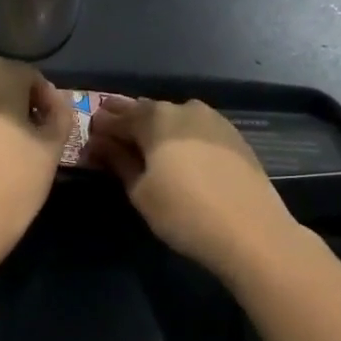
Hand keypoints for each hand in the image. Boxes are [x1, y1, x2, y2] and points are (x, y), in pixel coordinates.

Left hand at [0, 58, 75, 258]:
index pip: (30, 76)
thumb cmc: (18, 179)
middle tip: (31, 132)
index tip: (52, 125)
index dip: (45, 99)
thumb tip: (54, 102)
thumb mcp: (53, 145)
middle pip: (0, 81)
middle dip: (17, 100)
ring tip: (5, 141)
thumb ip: (60, 113)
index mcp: (0, 75)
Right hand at [84, 97, 299, 280]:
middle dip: (127, 122)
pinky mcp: (233, 136)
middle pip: (147, 111)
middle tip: (110, 136)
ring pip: (173, 118)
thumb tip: (99, 143)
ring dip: (154, 127)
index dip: (101, 127)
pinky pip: (195, 128)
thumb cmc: (183, 213)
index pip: (118, 117)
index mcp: (155, 119)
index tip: (89, 137)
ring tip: (142, 145)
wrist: (251, 231)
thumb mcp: (140, 191)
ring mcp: (213, 120)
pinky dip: (179, 135)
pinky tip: (176, 152)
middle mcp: (184, 109)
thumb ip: (118, 161)